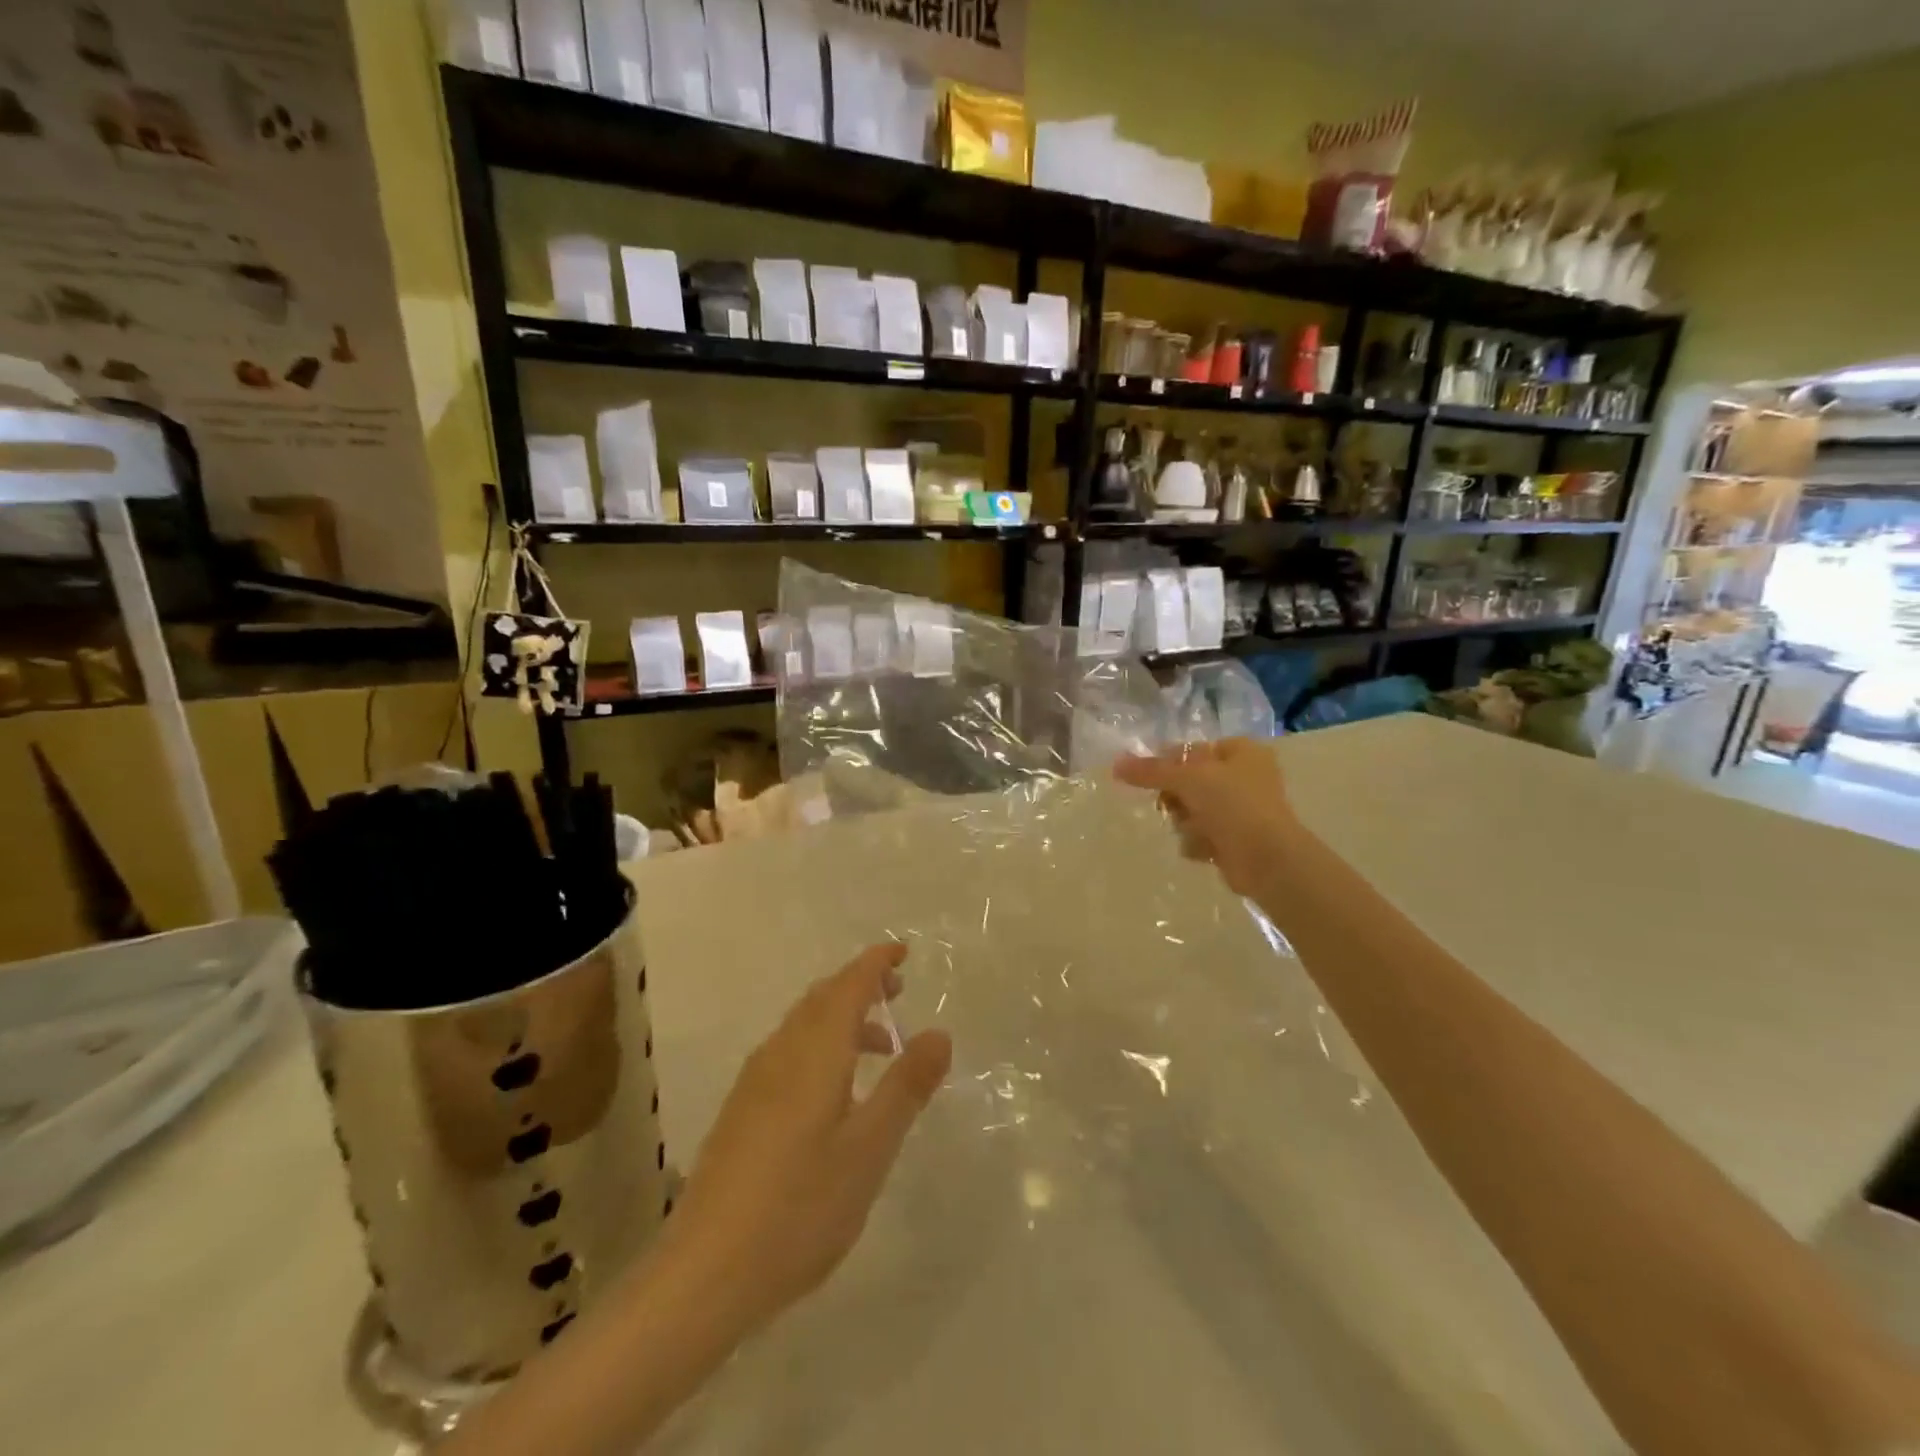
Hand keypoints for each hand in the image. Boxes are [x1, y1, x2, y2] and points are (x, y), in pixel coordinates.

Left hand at [666, 944, 952, 1333]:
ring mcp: (754, 1081)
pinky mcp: (742, 1110)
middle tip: (897, 990)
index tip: (903, 951)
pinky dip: (820, 1045)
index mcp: (814, 1052)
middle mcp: (780, 1053)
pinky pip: (789, 1051)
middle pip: (822, 998)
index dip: (876, 963)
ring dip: (842, 1017)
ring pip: (803, 1025)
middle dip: (860, 984)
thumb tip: (940, 1032)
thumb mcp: (869, 1149)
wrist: (705, 1272)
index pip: (848, 985)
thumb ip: (906, 1086)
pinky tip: (833, 1089)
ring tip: (879, 1045)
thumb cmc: (799, 1207)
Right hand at [1114, 739, 1306, 900]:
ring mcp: (1241, 810)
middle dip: (1176, 798)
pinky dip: (1198, 841)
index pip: (1193, 749)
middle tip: (1171, 805)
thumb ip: (1150, 771)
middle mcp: (1244, 777)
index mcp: (1242, 751)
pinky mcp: (1235, 840)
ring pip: (1192, 810)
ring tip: (1194, 830)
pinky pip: (1201, 834)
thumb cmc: (1233, 805)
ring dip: (1185, 822)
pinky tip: (1205, 849)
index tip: (1150, 777)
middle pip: (1189, 781)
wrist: (1268, 859)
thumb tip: (1115, 764)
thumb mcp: (1188, 778)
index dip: (1169, 762)